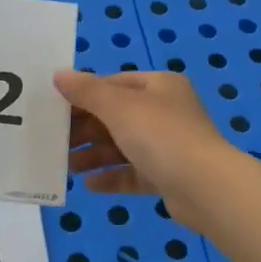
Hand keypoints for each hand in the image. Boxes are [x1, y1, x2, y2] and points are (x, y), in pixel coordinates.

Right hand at [54, 70, 236, 223]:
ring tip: (68, 167)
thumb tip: (59, 75)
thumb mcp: (119, 106)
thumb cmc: (160, 135)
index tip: (56, 109)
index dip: (85, 95)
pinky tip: (89, 184)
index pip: (115, 84)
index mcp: (160, 86)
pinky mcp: (168, 176)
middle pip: (117, 117)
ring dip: (94, 155)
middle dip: (86, 130)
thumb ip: (86, 91)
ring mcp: (168, 146)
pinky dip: (111, 176)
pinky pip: (133, 173)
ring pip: (123, 147)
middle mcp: (166, 112)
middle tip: (55, 141)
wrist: (205, 187)